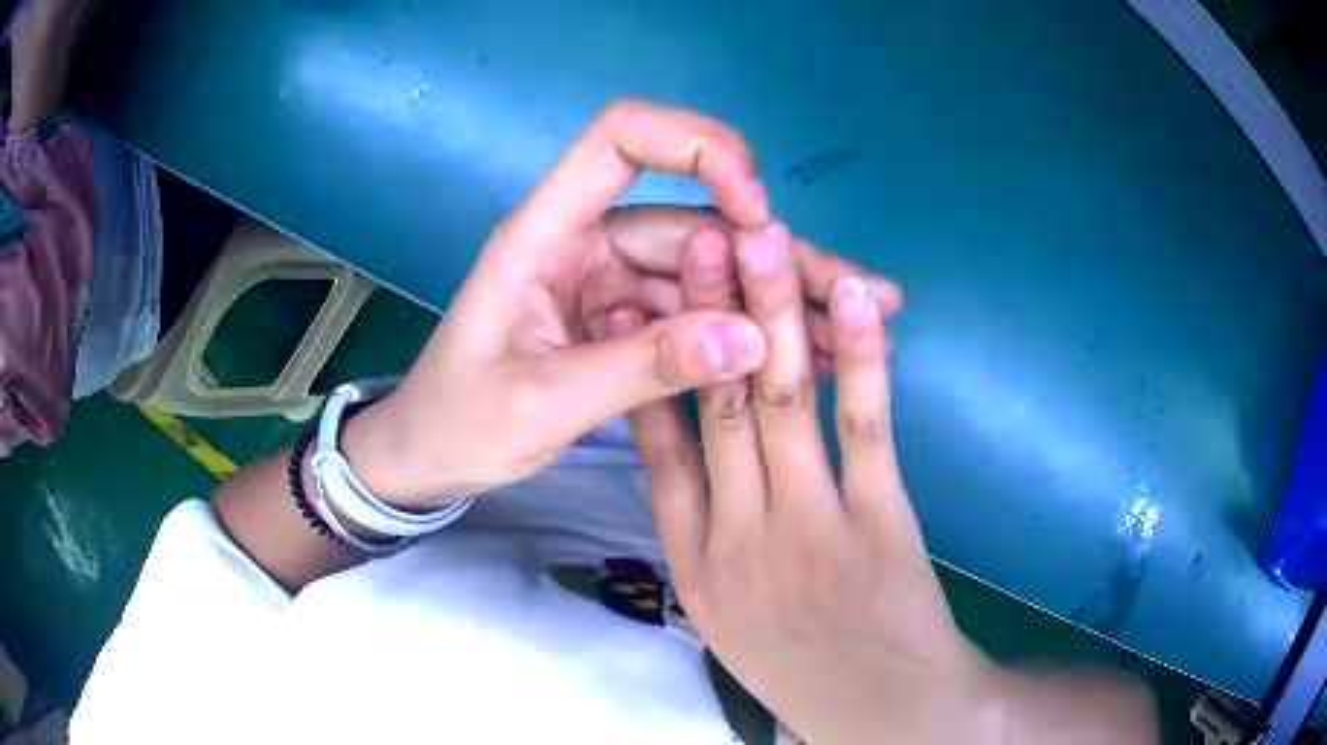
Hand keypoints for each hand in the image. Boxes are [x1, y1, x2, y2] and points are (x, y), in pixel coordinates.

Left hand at [342, 100, 900, 508]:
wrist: (427, 458)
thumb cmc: (458, 423)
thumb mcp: (542, 403)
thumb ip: (641, 368)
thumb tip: (753, 341)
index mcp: (546, 233)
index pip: (622, 137)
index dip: (698, 148)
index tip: (755, 209)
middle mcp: (586, 242)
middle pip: (698, 221)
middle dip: (781, 256)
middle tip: (865, 296)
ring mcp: (610, 283)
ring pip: (710, 272)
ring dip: (779, 301)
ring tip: (854, 333)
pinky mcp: (623, 321)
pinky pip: (696, 315)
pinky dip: (747, 335)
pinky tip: (800, 356)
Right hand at [617, 221, 992, 742]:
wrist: (878, 710)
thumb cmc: (796, 662)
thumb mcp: (720, 610)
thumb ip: (697, 530)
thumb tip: (677, 443)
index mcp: (694, 562)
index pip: (658, 448)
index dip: (649, 366)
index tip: (639, 300)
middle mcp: (740, 537)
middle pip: (719, 403)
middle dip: (710, 310)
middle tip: (701, 235)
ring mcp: (812, 528)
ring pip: (784, 400)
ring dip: (775, 312)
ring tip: (764, 238)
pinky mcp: (879, 523)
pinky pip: (864, 427)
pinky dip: (862, 358)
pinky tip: (856, 300)